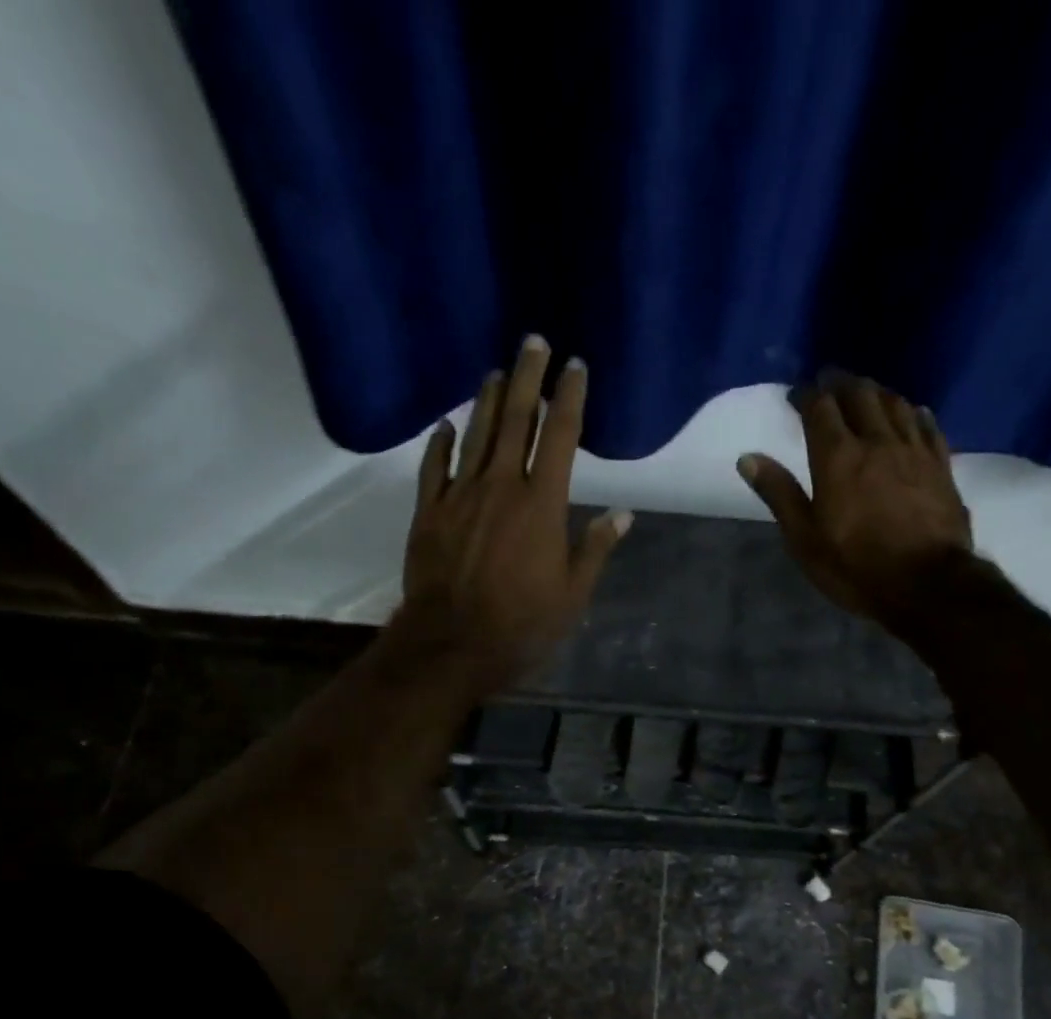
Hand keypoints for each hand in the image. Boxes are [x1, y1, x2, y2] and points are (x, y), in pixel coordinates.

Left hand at [398, 335, 629, 689]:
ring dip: (487, 400)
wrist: (452, 644)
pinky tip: (447, 425)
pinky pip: (435, 467)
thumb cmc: (522, 624)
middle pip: (516, 420)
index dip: (570, 398)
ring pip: (476, 435)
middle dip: (527, 378)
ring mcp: (460, 496)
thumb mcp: (573, 594)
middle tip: (533, 342)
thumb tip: (622, 514)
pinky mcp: (429, 513)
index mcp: (543, 504)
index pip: (562, 437)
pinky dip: (442, 442)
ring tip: (496, 372)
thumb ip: (594, 549)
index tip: (575, 367)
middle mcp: (501, 486)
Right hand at [738, 372, 979, 631]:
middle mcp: (877, 441)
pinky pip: (927, 425)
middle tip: (829, 381)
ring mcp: (914, 450)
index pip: (820, 408)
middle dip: (841, 383)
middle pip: (860, 395)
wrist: (928, 584)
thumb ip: (779, 495)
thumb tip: (748, 458)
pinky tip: (912, 412)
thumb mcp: (805, 540)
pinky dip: (914, 412)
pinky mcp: (941, 465)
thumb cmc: (857, 567)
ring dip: (876, 392)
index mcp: (838, 458)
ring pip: (895, 403)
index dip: (806, 395)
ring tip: (866, 392)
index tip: (796, 394)